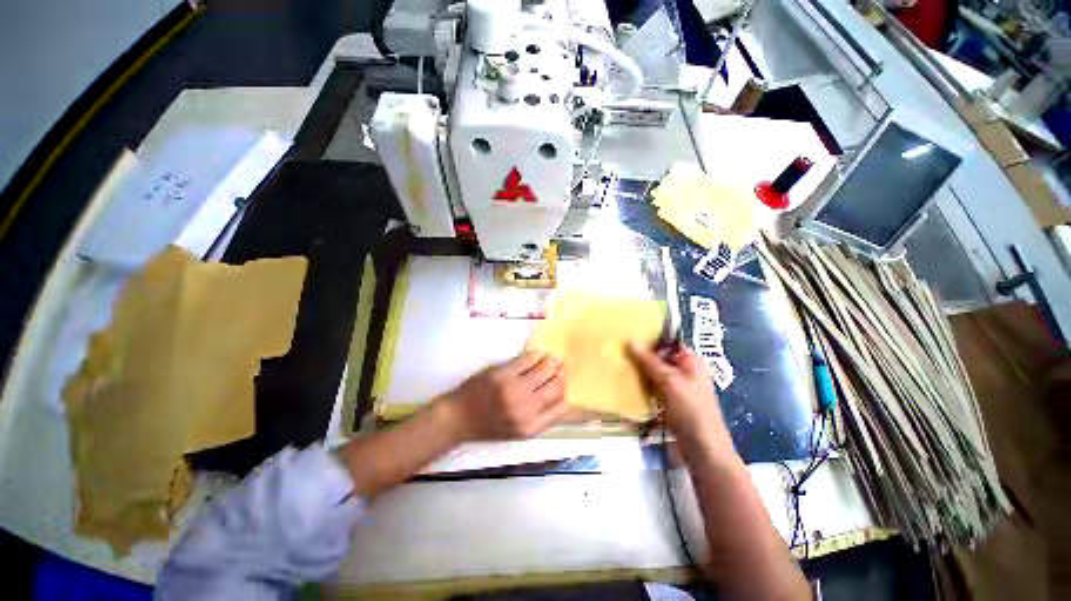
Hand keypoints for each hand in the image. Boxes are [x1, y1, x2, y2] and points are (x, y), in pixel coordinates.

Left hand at [440, 351, 568, 441]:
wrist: (459, 417)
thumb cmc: (488, 425)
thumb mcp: (517, 431)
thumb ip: (540, 418)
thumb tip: (561, 397)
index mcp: (530, 427)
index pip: (561, 407)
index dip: (566, 392)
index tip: (565, 383)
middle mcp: (525, 409)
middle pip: (556, 386)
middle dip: (562, 374)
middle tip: (561, 366)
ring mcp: (513, 389)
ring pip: (544, 369)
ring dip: (551, 361)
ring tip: (552, 358)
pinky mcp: (502, 374)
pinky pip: (527, 360)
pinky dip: (536, 355)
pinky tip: (537, 354)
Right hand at [628, 343, 733, 454]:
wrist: (702, 447)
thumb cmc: (690, 409)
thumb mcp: (669, 381)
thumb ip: (649, 361)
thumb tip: (630, 340)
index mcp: (690, 361)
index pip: (668, 342)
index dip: (651, 338)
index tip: (629, 334)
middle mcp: (685, 370)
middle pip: (660, 357)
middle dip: (642, 355)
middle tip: (620, 350)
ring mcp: (678, 387)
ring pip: (655, 372)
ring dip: (640, 370)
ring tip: (619, 364)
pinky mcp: (670, 400)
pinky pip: (654, 386)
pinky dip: (643, 384)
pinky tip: (628, 382)